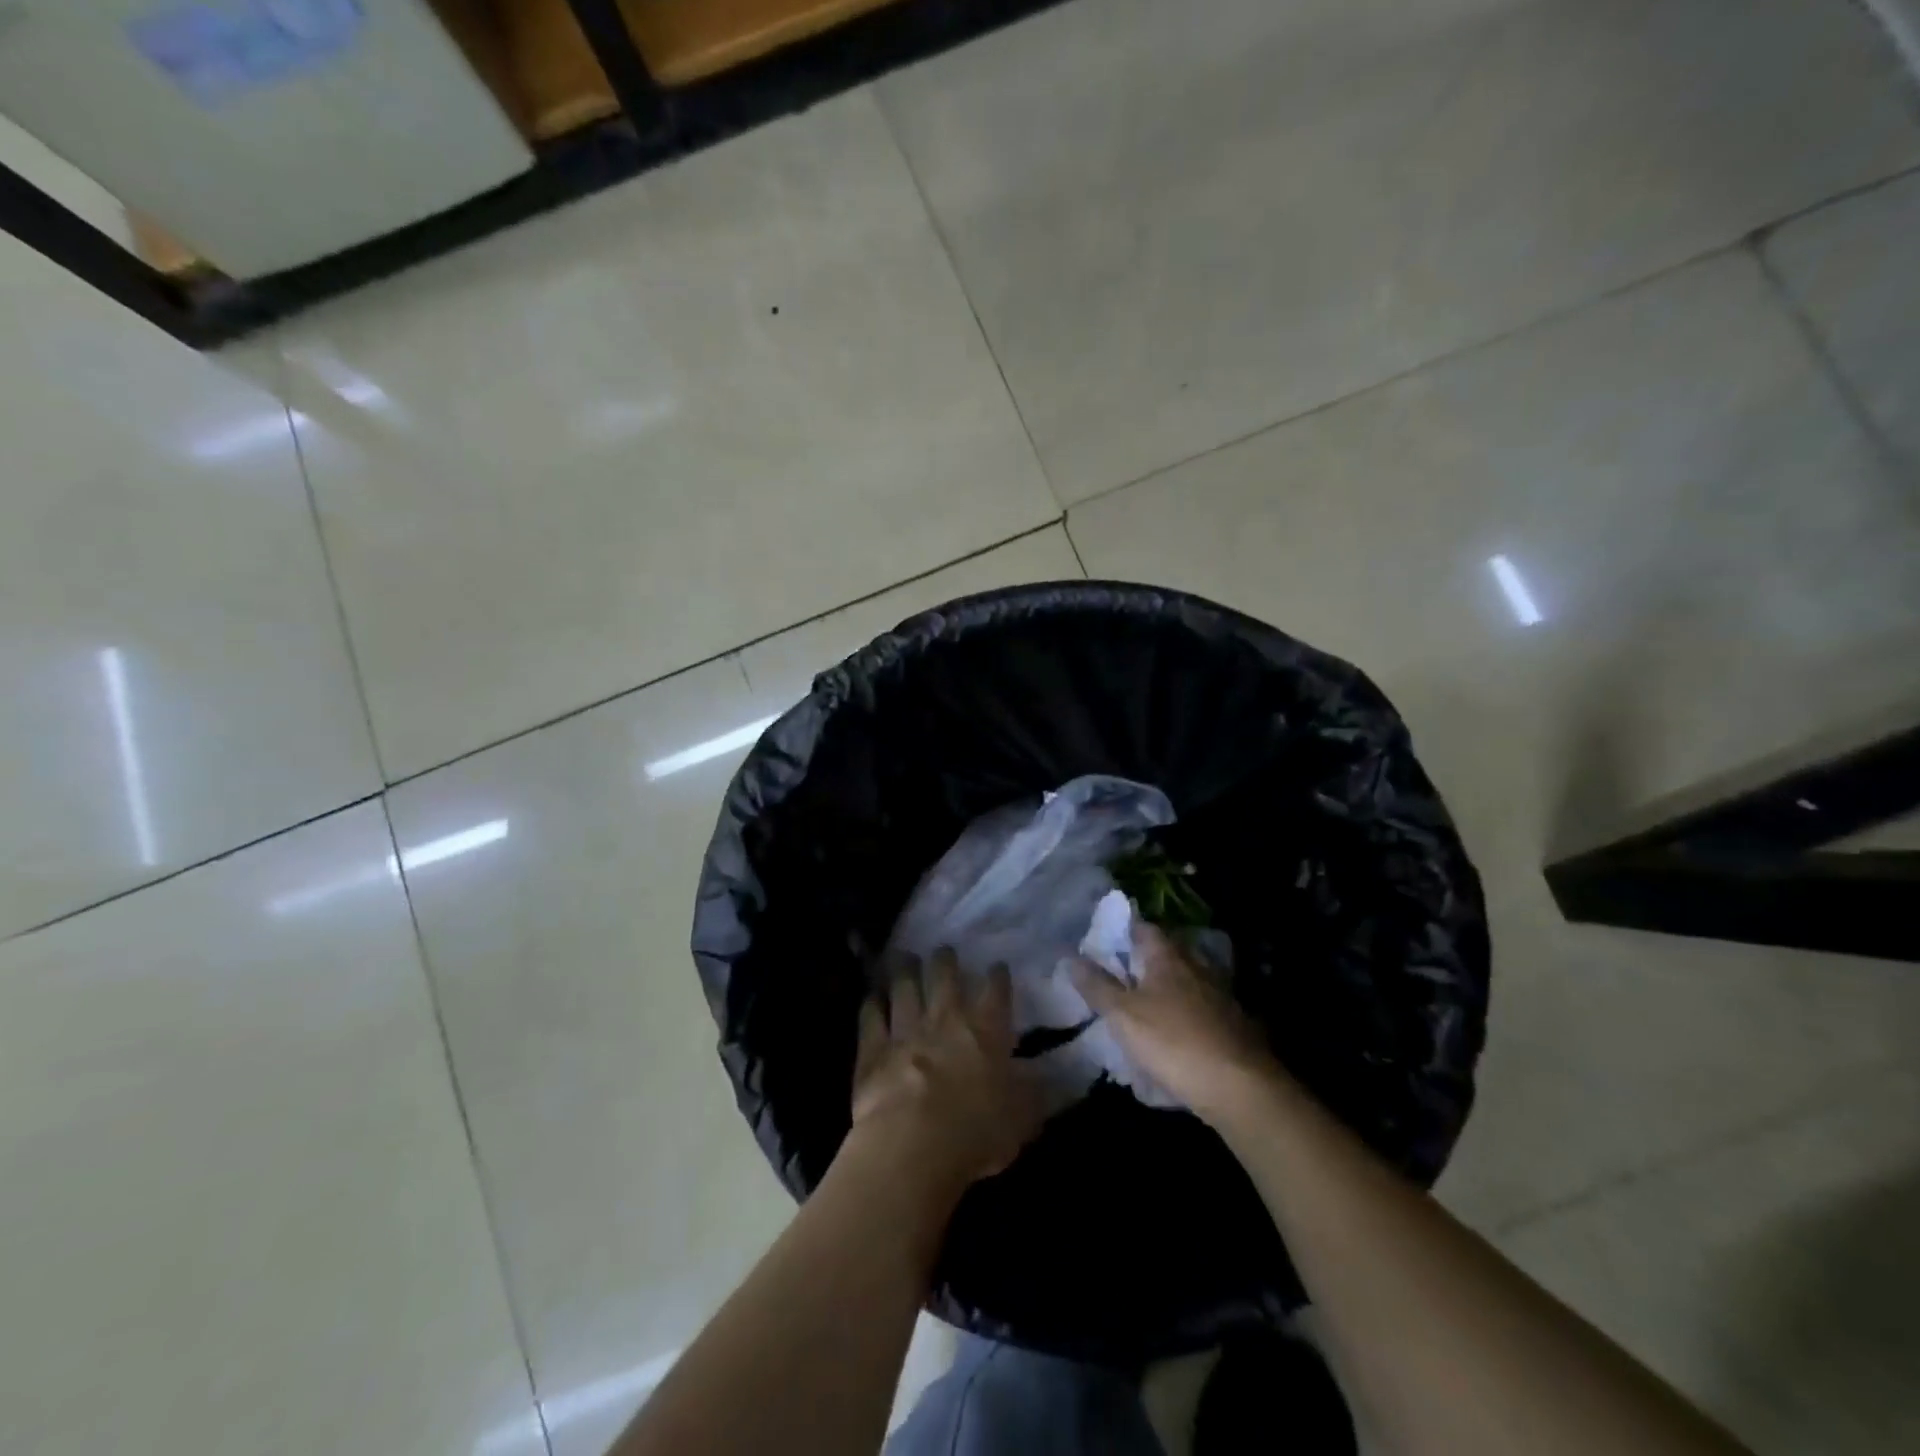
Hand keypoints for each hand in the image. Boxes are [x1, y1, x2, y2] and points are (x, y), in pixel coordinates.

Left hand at [850, 949, 1044, 1192]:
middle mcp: (946, 1018)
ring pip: (904, 986)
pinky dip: (872, 1004)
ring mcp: (906, 1028)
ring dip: (905, 970)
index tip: (997, 967)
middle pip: (944, 975)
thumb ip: (1033, 1096)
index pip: (996, 991)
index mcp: (987, 1030)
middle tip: (943, 951)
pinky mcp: (873, 1047)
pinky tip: (872, 997)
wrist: (913, 1144)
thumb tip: (1050, 1081)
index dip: (997, 976)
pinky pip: (871, 1016)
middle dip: (945, 960)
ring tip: (904, 958)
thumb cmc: (977, 1134)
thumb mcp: (1021, 1120)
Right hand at [1070, 920, 1279, 1119]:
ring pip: (1184, 981)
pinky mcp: (1232, 1023)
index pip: (1143, 928)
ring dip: (1163, 989)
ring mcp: (1219, 994)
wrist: (1240, 1087)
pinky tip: (1171, 1034)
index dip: (1122, 931)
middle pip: (1165, 953)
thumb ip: (1097, 986)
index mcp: (1168, 956)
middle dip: (1142, 961)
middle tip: (1117, 976)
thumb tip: (1071, 958)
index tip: (1102, 943)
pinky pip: (1199, 1009)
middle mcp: (1196, 966)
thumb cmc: (1173, 1041)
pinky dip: (1182, 1014)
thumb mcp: (1123, 1015)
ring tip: (1140, 1007)